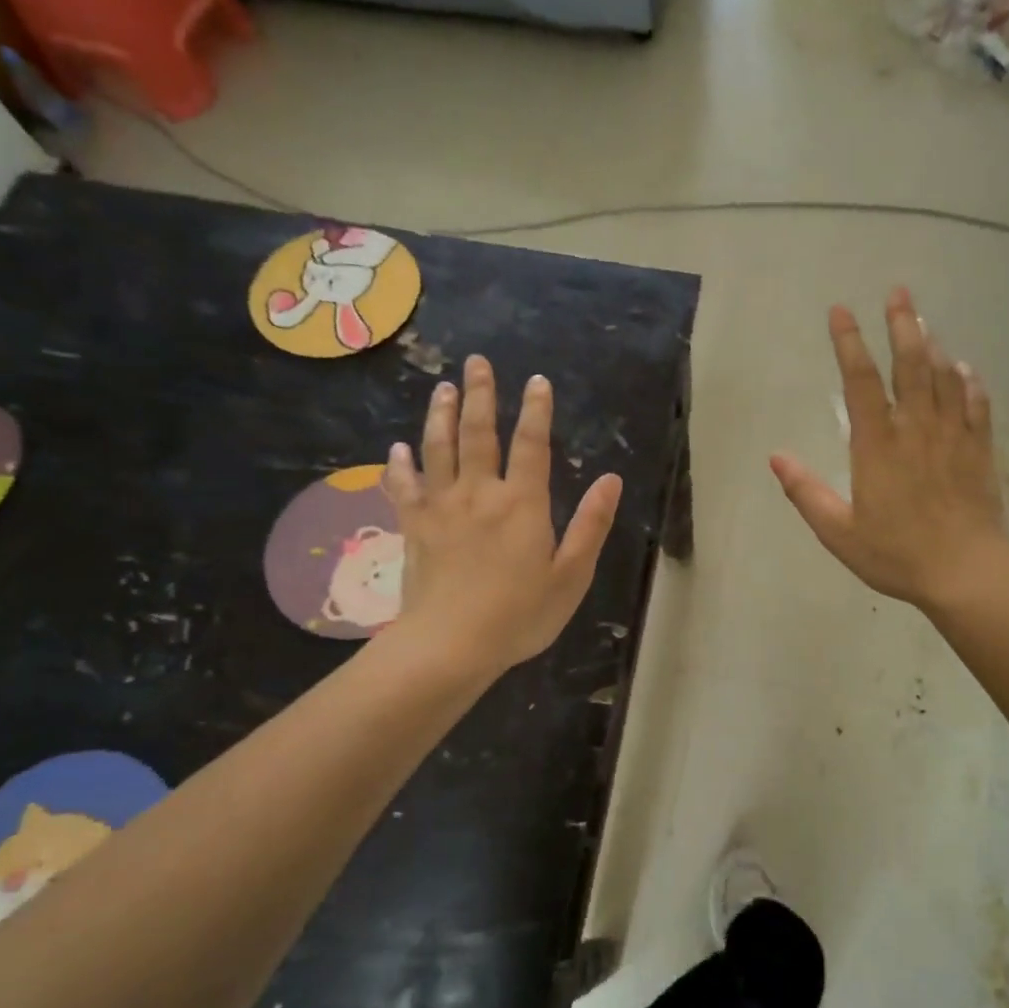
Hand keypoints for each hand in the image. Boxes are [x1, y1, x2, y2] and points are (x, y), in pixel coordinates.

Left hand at [382, 356, 621, 676]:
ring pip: (438, 449)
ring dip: (440, 415)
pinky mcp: (414, 527)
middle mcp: (480, 494)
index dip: (536, 411)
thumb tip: (611, 480)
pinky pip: (403, 487)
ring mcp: (441, 508)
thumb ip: (591, 525)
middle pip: (477, 434)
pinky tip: (397, 449)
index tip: (537, 381)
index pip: (532, 445)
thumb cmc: (520, 615)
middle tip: (476, 363)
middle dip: (479, 395)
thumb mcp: (572, 575)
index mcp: (522, 504)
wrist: (450, 645)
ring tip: (442, 388)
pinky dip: (399, 466)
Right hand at [771, 287, 1008, 613]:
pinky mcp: (979, 451)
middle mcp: (916, 429)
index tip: (840, 311)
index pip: (860, 381)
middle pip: (909, 365)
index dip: (849, 342)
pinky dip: (969, 382)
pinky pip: (977, 405)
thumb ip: (806, 492)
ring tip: (923, 321)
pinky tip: (964, 369)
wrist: (965, 572)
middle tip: (898, 292)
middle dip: (902, 324)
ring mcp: (953, 436)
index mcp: (877, 445)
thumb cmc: (897, 554)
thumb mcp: (839, 532)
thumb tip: (775, 457)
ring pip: (944, 378)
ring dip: (932, 345)